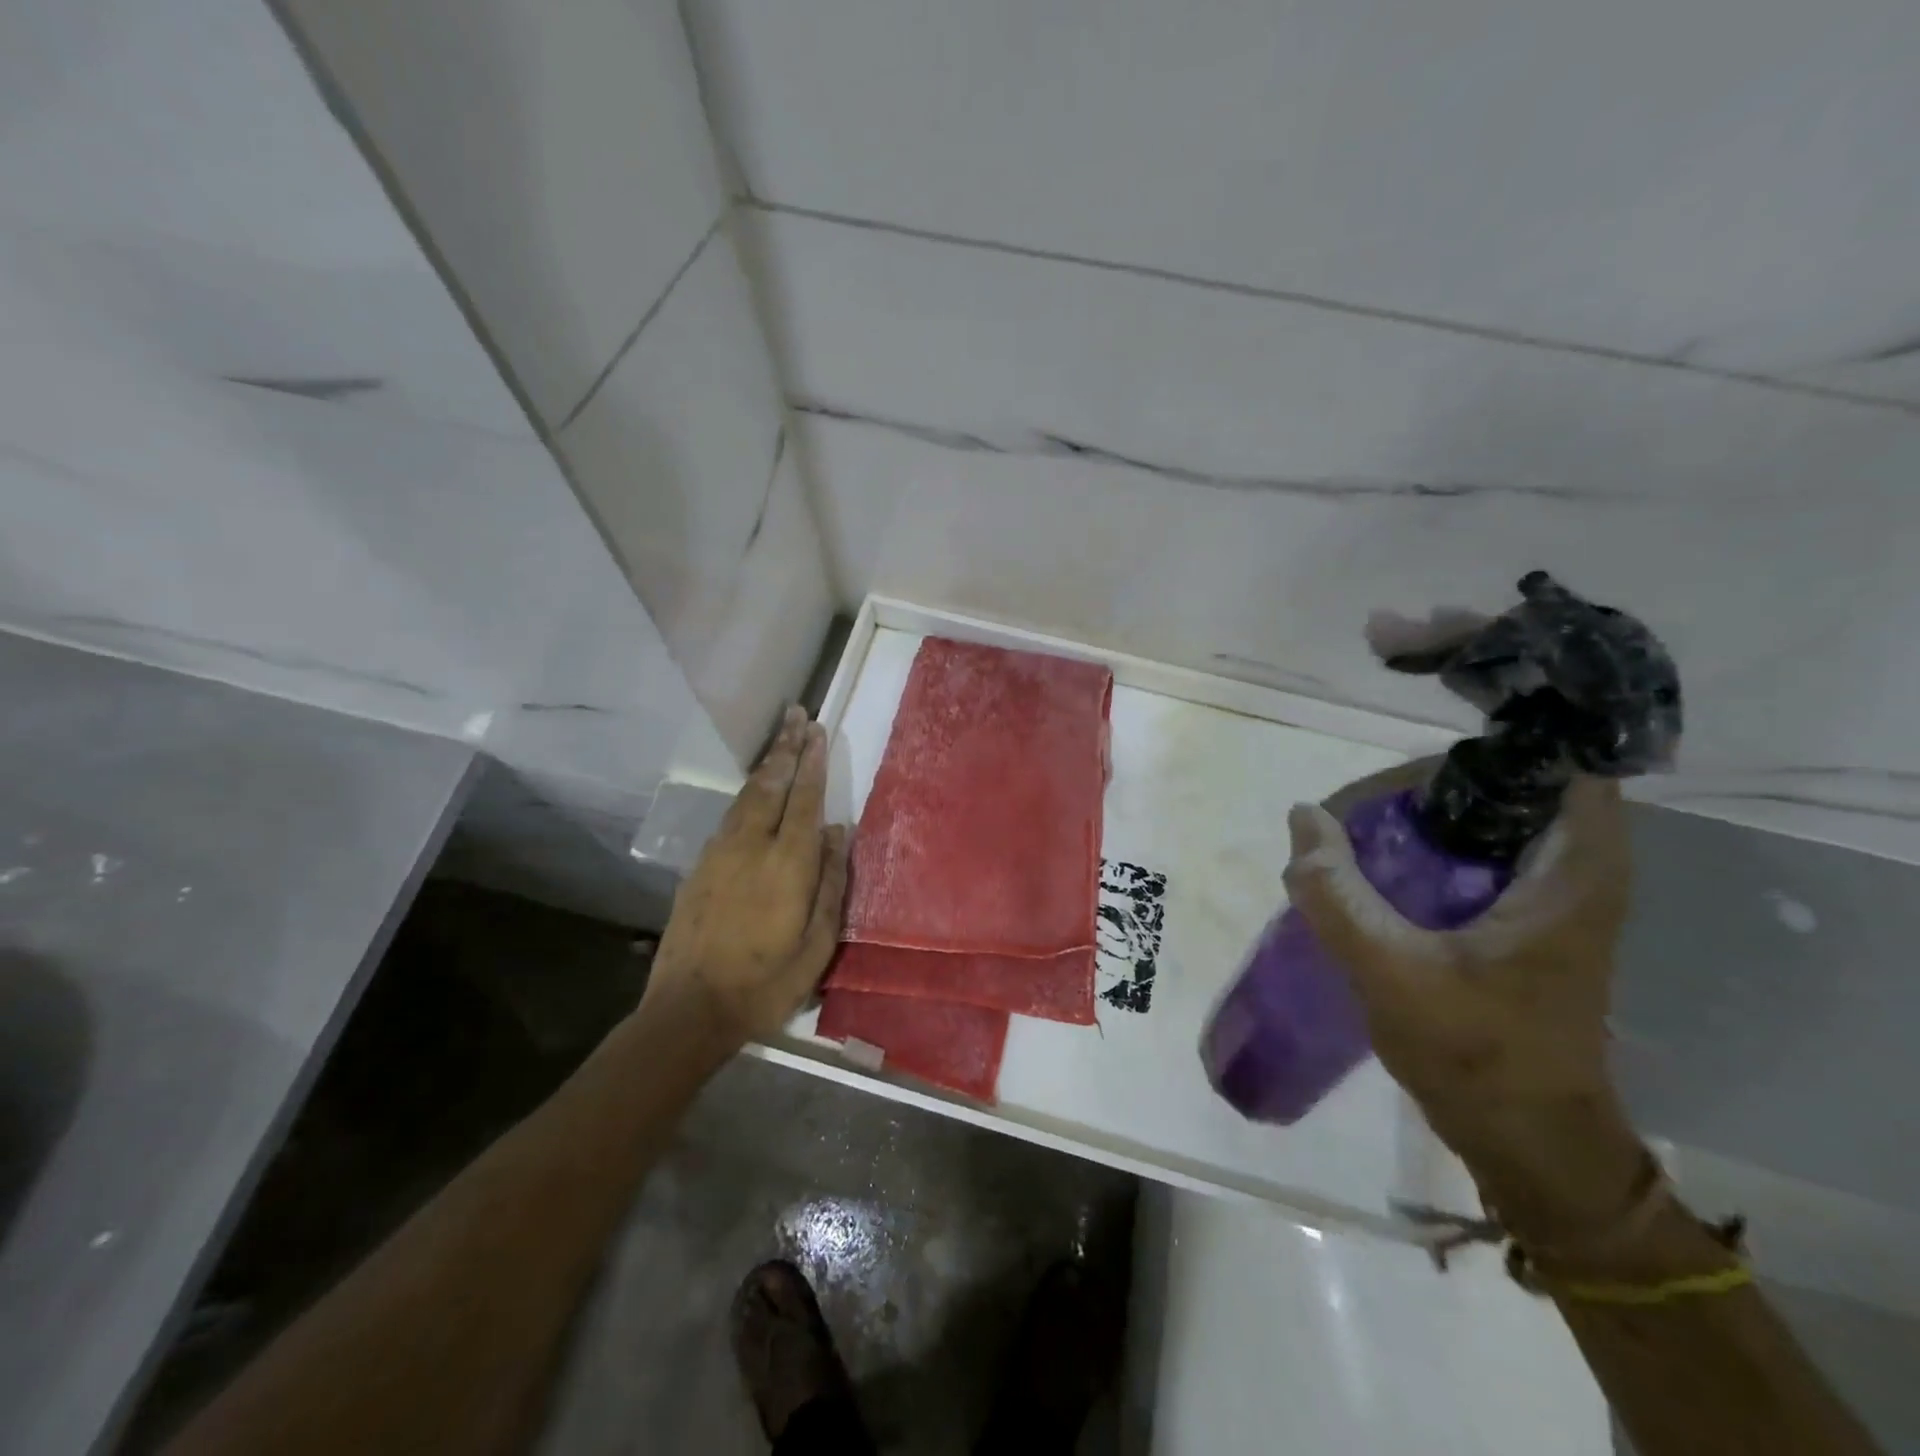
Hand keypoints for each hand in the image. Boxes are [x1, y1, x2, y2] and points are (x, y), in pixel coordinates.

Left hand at [645, 707, 850, 1047]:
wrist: (689, 1009)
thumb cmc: (766, 983)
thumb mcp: (817, 943)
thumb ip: (832, 882)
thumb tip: (838, 831)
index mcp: (787, 863)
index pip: (804, 799)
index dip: (812, 762)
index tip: (818, 730)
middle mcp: (751, 846)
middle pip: (771, 784)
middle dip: (786, 747)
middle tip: (796, 714)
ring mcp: (720, 854)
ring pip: (746, 796)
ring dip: (765, 765)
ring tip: (779, 740)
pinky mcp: (700, 868)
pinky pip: (730, 817)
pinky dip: (747, 793)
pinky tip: (753, 792)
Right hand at [1284, 761, 1646, 1239]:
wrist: (1526, 1140)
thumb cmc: (1478, 1055)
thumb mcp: (1392, 971)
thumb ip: (1338, 894)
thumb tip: (1304, 817)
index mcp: (1572, 871)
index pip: (1559, 762)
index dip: (1490, 748)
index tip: (1412, 767)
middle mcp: (1574, 869)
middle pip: (1505, 785)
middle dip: (1428, 786)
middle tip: (1359, 807)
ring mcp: (1548, 894)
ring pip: (1484, 819)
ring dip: (1421, 818)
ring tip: (1355, 834)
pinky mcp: (1521, 919)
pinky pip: (1470, 854)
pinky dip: (1424, 849)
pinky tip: (1373, 870)